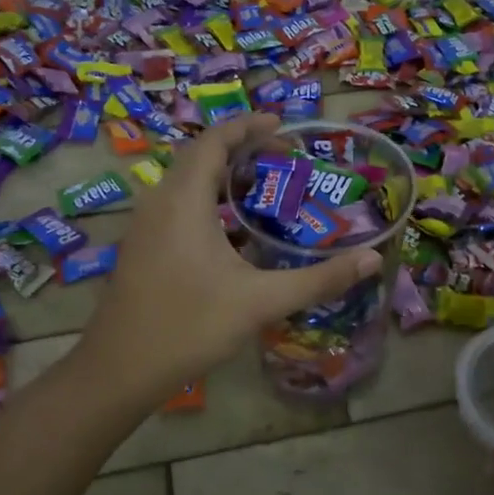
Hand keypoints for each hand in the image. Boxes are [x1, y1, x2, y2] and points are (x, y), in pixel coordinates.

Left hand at [80, 113, 380, 401]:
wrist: (120, 369)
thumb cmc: (190, 326)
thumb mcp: (261, 301)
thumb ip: (319, 279)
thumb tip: (373, 260)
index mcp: (184, 200)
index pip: (214, 141)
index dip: (248, 126)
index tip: (282, 124)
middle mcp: (159, 202)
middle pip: (199, 157)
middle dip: (240, 150)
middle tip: (283, 158)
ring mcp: (145, 226)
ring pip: (186, 183)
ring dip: (223, 178)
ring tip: (264, 189)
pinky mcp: (142, 249)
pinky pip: (178, 207)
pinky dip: (209, 203)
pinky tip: (234, 234)